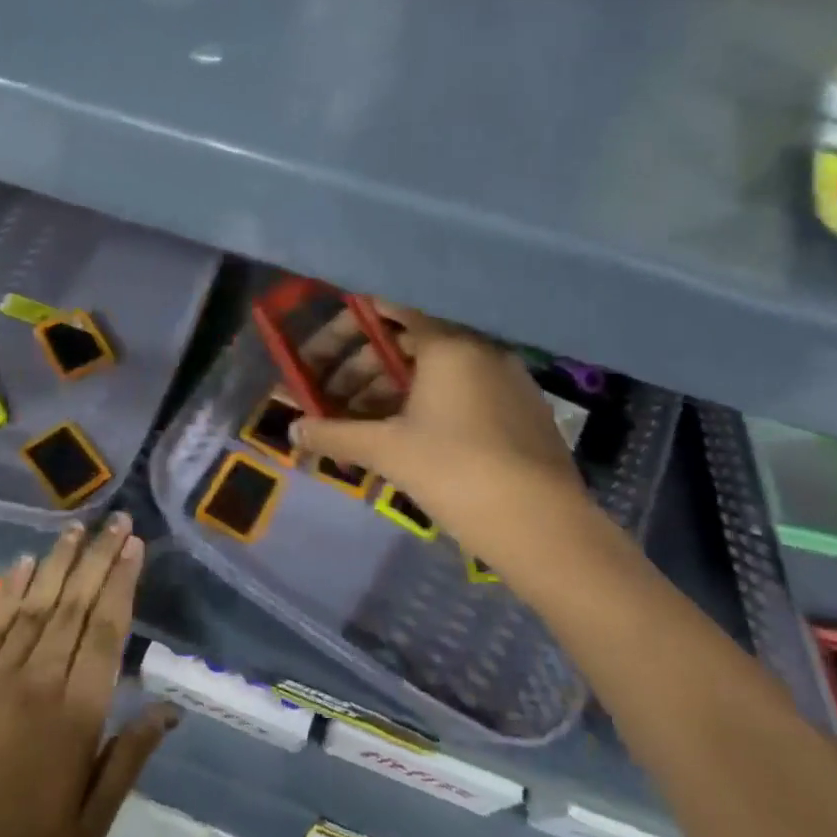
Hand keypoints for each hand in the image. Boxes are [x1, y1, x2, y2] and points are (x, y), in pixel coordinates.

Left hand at [0, 517, 177, 836]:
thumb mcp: (92, 821)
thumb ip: (130, 757)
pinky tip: (23, 562)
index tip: (134, 547)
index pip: (106, 632)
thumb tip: (168, 709)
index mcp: (76, 714)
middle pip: (75, 606)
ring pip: (36, 605)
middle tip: (116, 521)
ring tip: (77, 528)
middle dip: (99, 559)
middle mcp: (41, 681)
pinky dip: (9, 590)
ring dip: (58, 562)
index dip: (122, 584)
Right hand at [295, 301, 601, 560]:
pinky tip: (401, 439)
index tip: (321, 352)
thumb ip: (334, 435)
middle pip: (406, 343)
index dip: (349, 327)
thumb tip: (292, 432)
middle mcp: (478, 349)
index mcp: (448, 344)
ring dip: (387, 391)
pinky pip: (459, 392)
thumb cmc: (456, 472)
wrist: (544, 528)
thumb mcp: (387, 451)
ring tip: (357, 425)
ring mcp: (504, 379)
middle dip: (360, 369)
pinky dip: (423, 405)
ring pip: (432, 372)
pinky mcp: (519, 410)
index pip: (389, 309)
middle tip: (328, 399)